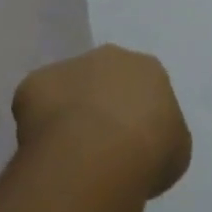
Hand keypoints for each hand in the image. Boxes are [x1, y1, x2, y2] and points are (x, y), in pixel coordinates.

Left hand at [13, 45, 192, 199]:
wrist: (99, 154)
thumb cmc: (148, 151)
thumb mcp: (175, 150)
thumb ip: (163, 137)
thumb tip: (146, 143)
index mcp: (148, 69)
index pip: (142, 86)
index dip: (135, 116)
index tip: (130, 145)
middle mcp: (111, 57)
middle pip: (103, 80)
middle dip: (100, 106)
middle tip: (98, 146)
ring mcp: (71, 66)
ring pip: (68, 89)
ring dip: (68, 112)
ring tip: (68, 153)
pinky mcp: (36, 83)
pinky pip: (36, 102)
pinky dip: (37, 123)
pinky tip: (44, 149)